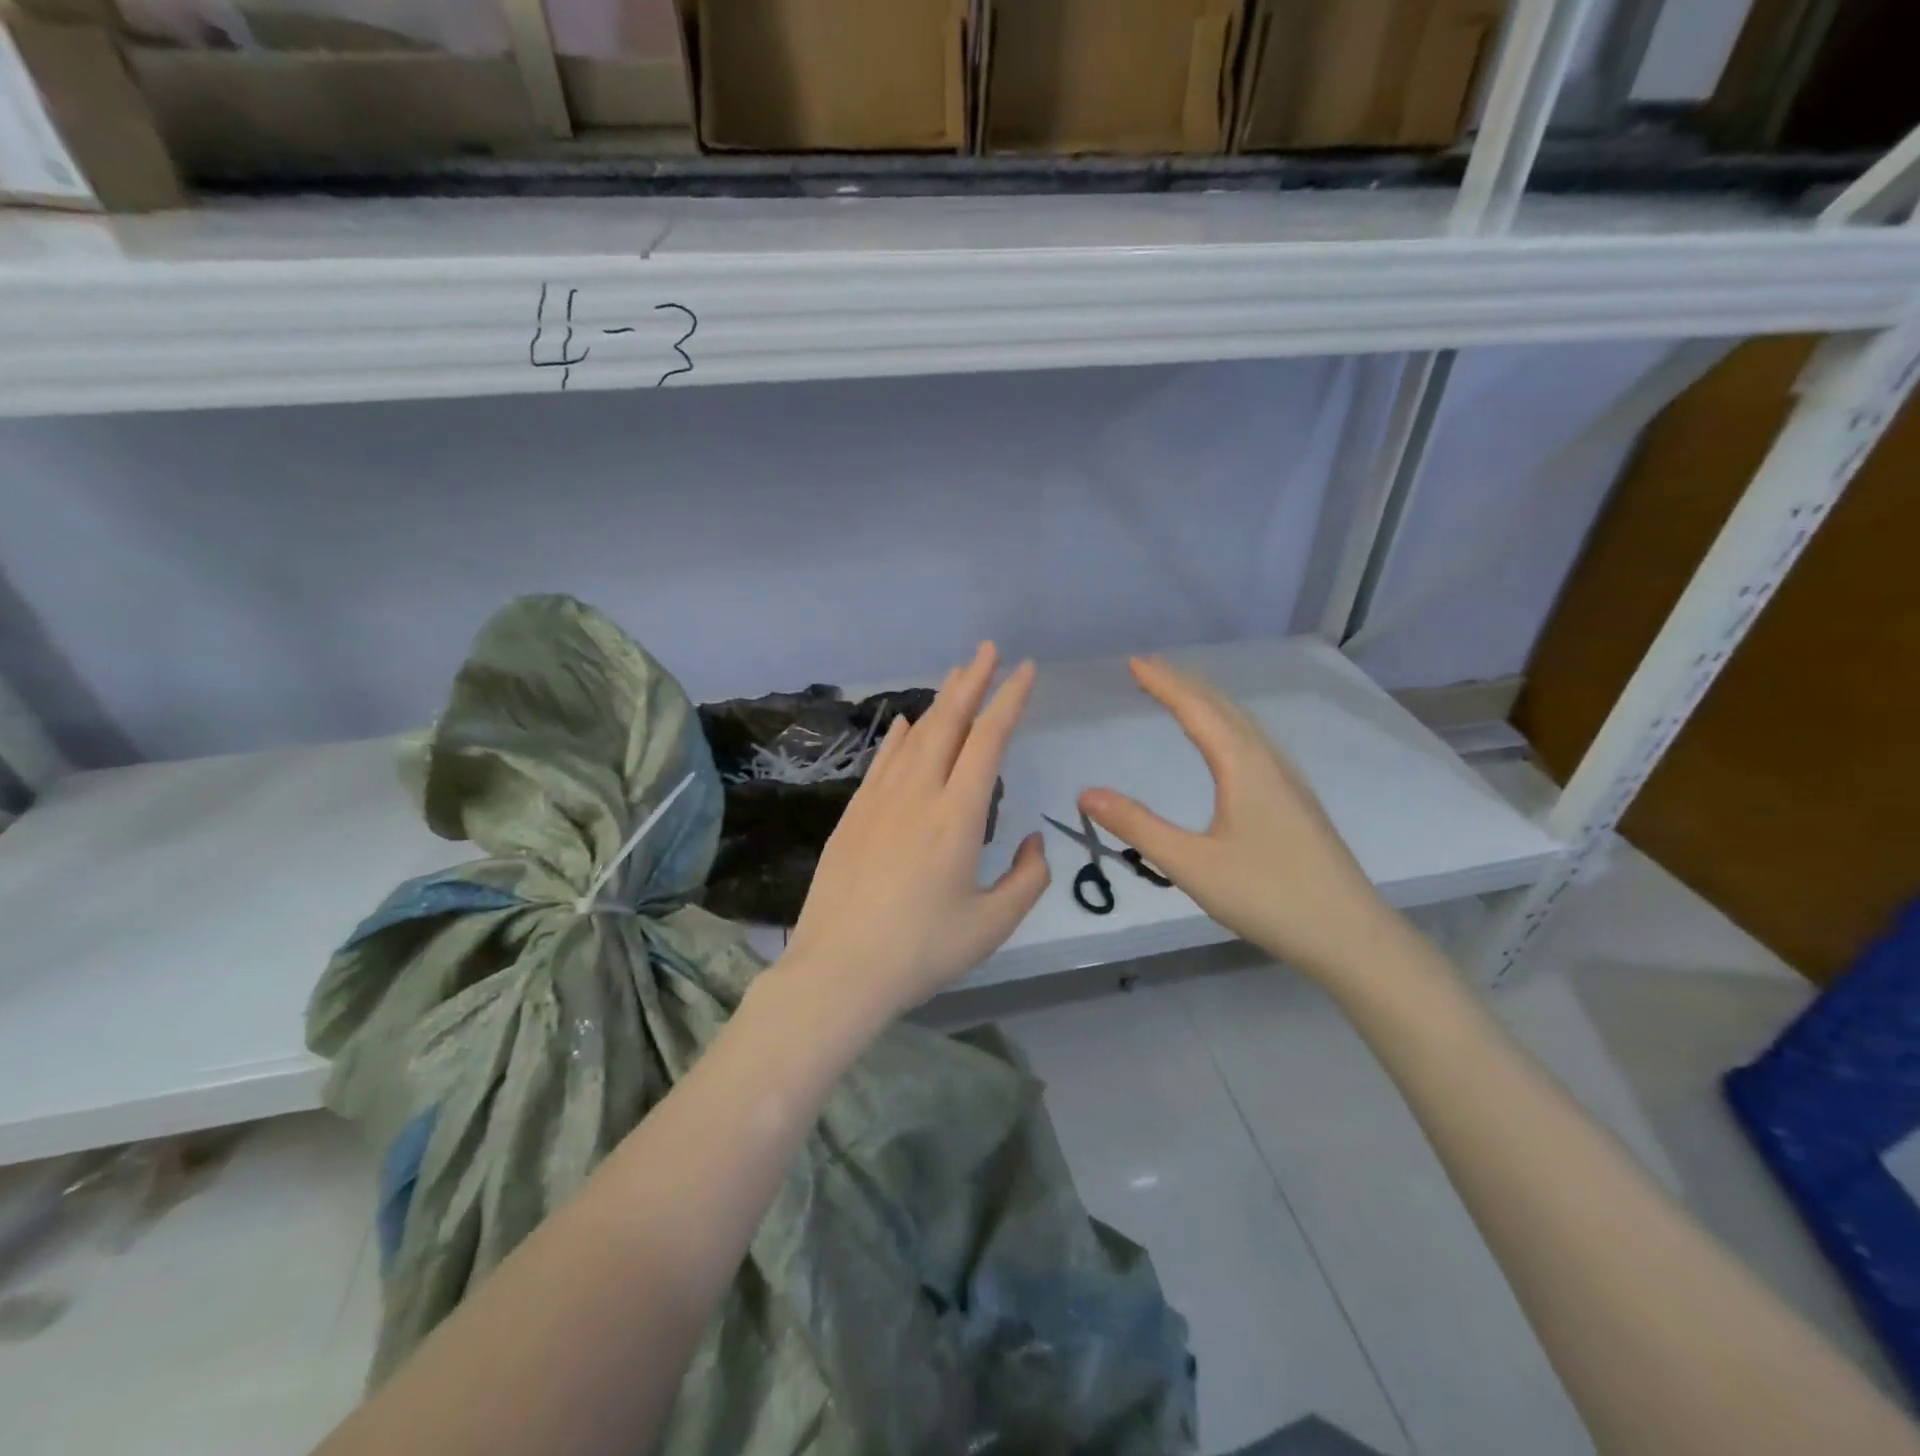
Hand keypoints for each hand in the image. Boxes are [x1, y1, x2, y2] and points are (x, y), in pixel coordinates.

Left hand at [778, 643, 1050, 1025]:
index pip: (988, 741)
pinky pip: (881, 762)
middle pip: (948, 723)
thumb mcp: (992, 925)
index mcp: (958, 817)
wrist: (839, 970)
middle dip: (972, 681)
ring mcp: (879, 801)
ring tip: (957, 677)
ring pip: (914, 737)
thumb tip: (1035, 841)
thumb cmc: (922, 951)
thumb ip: (1028, 879)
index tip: (1025, 670)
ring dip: (938, 703)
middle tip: (988, 650)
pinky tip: (902, 723)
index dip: (1009, 701)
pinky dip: (897, 737)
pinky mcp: (854, 815)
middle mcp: (918, 794)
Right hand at [1080, 655, 1397, 985]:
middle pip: (1223, 707)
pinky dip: (1226, 724)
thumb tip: (1086, 793)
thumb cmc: (1268, 896)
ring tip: (1179, 694)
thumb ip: (1138, 827)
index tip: (1133, 662)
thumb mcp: (1191, 864)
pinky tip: (1225, 743)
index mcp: (1244, 766)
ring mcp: (1288, 780)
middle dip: (1184, 683)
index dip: (1163, 683)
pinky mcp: (1296, 801)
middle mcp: (1269, 761)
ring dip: (1207, 701)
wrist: (1350, 935)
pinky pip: (1254, 742)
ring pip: (1243, 723)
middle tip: (1148, 668)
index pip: (1197, 709)